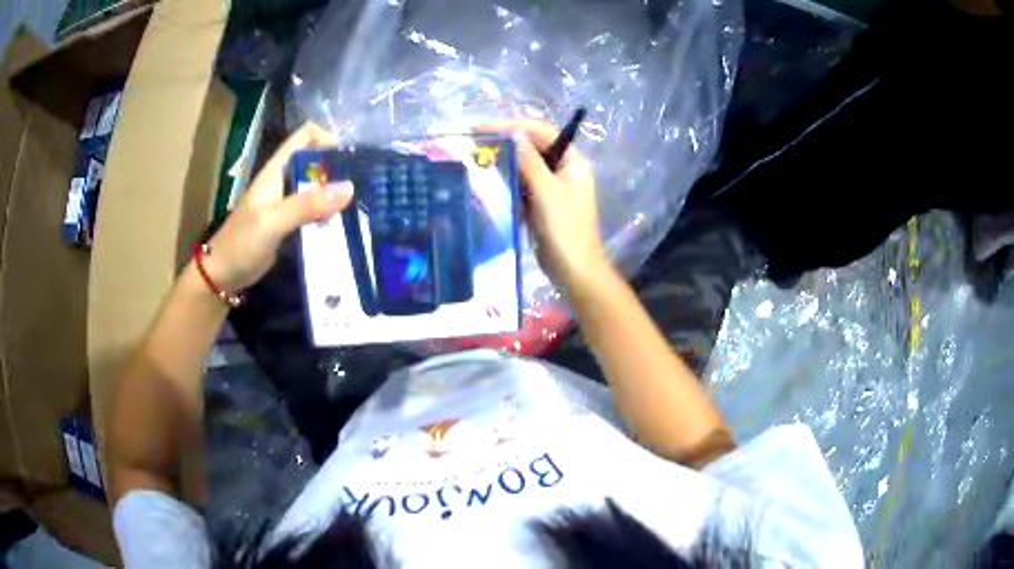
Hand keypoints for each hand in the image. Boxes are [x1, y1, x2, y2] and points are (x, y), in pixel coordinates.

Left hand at [203, 122, 352, 290]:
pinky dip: (327, 212)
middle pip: (314, 160)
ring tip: (358, 204)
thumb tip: (349, 188)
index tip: (348, 159)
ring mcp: (285, 203)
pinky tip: (340, 224)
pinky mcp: (288, 224)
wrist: (222, 275)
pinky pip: (313, 210)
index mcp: (276, 170)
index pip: (305, 136)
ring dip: (334, 191)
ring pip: (315, 186)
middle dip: (337, 167)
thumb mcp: (273, 221)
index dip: (327, 138)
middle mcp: (283, 181)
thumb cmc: (242, 243)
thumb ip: (307, 205)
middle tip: (361, 185)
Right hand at [480, 120, 607, 288]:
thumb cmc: (565, 229)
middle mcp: (563, 170)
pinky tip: (486, 181)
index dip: (514, 127)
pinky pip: (521, 185)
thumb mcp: (546, 191)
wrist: (573, 271)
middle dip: (506, 143)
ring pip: (525, 166)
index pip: (542, 132)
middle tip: (475, 143)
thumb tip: (513, 133)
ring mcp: (552, 188)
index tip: (484, 129)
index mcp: (572, 162)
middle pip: (533, 147)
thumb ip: (529, 161)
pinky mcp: (540, 204)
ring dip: (504, 162)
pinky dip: (506, 181)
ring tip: (476, 159)